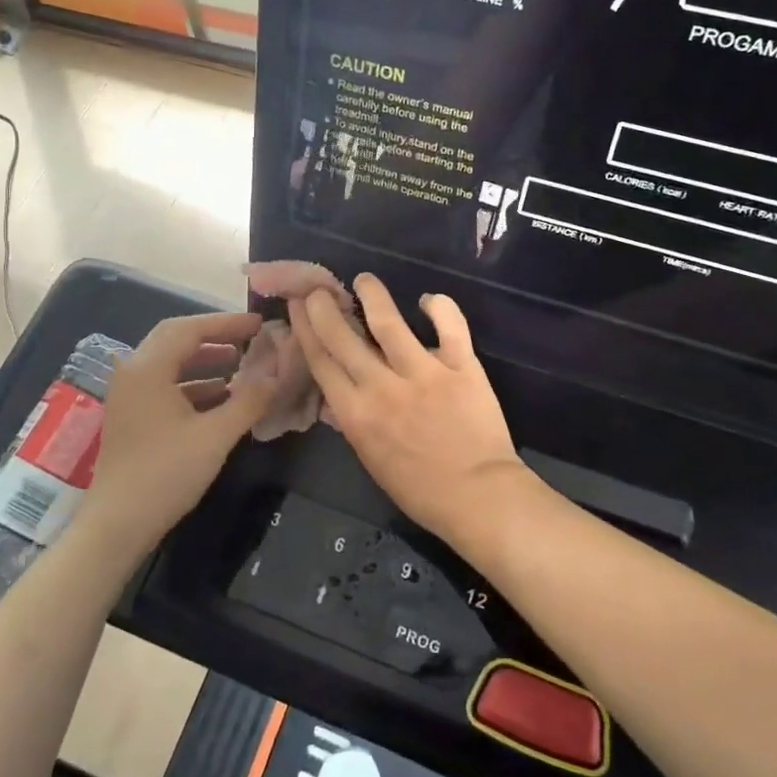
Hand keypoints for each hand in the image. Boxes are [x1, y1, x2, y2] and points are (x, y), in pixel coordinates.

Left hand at [82, 311, 279, 554]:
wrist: (117, 525)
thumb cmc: (165, 474)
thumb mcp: (215, 436)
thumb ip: (249, 400)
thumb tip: (276, 374)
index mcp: (148, 368)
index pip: (190, 329)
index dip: (227, 323)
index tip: (259, 324)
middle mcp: (133, 373)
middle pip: (176, 339)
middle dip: (215, 336)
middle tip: (249, 338)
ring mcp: (129, 395)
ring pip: (170, 363)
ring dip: (205, 360)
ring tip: (240, 365)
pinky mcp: (131, 416)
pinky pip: (165, 385)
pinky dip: (193, 383)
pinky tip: (220, 397)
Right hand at [292, 274, 524, 543]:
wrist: (477, 497)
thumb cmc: (420, 489)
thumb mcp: (371, 458)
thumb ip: (355, 420)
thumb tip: (341, 390)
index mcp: (355, 413)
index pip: (321, 361)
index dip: (305, 329)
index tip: (298, 306)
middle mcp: (381, 386)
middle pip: (343, 336)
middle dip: (324, 306)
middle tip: (318, 288)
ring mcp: (422, 372)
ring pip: (389, 321)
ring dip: (372, 294)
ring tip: (365, 280)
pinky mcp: (461, 366)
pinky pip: (449, 325)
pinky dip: (439, 306)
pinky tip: (428, 299)